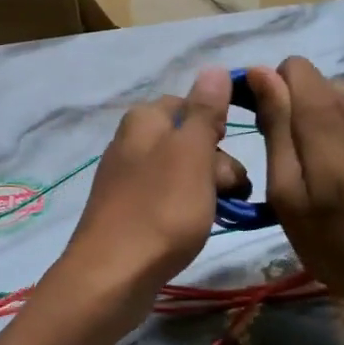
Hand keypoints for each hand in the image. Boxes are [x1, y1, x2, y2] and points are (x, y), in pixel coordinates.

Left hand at [55, 67, 238, 310]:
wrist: (112, 277)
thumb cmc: (159, 209)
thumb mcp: (191, 153)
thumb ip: (204, 111)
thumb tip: (212, 67)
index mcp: (143, 120)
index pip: (189, 103)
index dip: (217, 124)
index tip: (232, 150)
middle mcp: (131, 143)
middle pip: (188, 140)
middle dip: (216, 162)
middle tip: (228, 190)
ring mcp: (127, 180)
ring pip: (181, 173)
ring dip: (207, 189)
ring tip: (217, 215)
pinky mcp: (128, 213)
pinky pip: (167, 200)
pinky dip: (186, 210)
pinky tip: (194, 229)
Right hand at [247, 57, 343, 344]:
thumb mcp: (290, 195)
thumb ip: (276, 128)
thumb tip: (257, 72)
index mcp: (328, 113)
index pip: (288, 67)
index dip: (270, 95)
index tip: (267, 137)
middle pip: (309, 84)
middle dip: (292, 115)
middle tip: (295, 172)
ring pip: (331, 99)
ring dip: (318, 128)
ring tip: (324, 179)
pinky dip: (342, 137)